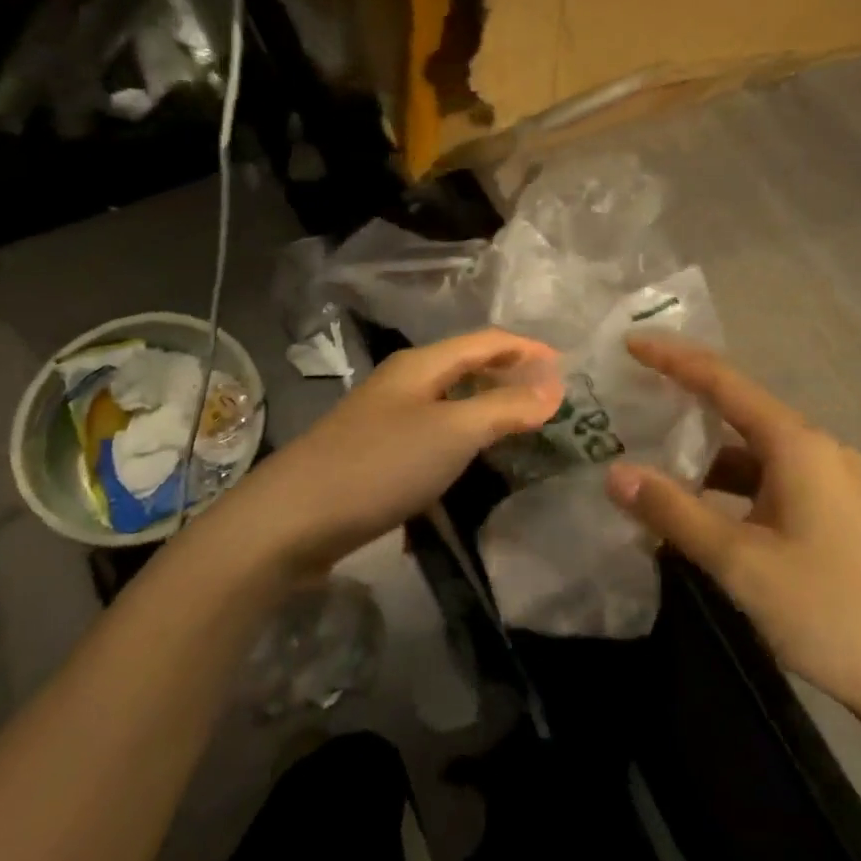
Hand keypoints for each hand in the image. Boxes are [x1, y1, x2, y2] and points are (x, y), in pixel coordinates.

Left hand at [239, 328, 563, 573]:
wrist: (293, 519)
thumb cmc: (380, 465)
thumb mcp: (452, 432)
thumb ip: (504, 408)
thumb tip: (555, 386)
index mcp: (421, 365)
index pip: (486, 341)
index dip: (527, 348)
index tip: (567, 367)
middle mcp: (402, 383)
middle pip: (465, 367)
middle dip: (508, 376)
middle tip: (550, 399)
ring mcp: (385, 419)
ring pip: (448, 403)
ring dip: (485, 409)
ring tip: (521, 429)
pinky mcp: (375, 455)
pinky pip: (431, 436)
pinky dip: (460, 441)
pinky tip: (471, 464)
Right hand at [606, 336, 860, 740]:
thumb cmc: (826, 610)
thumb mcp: (740, 561)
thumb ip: (674, 512)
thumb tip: (614, 474)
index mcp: (797, 445)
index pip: (724, 382)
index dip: (674, 359)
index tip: (631, 343)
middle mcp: (814, 449)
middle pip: (738, 409)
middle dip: (684, 398)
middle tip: (631, 393)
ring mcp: (826, 480)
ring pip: (750, 449)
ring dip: (702, 451)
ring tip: (648, 450)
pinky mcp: (828, 510)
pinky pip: (765, 478)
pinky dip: (725, 483)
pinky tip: (693, 503)